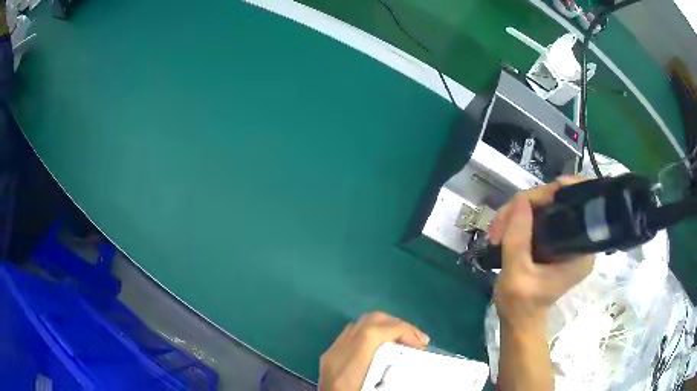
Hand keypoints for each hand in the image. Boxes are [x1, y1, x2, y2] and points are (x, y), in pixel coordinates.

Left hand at [318, 312, 429, 390]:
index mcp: (348, 368)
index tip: (422, 344)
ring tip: (405, 343)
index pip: (374, 332)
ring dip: (386, 328)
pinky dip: (373, 335)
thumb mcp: (380, 388)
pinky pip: (352, 334)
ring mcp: (331, 354)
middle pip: (368, 321)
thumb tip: (418, 366)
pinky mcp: (329, 357)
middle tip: (417, 342)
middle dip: (398, 325)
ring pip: (360, 324)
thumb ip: (397, 376)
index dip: (402, 330)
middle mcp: (336, 355)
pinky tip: (384, 349)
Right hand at [488, 177, 594, 327]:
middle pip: (557, 201)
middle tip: (499, 223)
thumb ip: (518, 237)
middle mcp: (580, 239)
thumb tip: (520, 200)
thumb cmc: (521, 304)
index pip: (577, 204)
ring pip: (545, 206)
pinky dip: (520, 219)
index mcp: (581, 249)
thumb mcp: (516, 273)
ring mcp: (568, 238)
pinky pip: (540, 216)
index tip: (531, 197)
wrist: (519, 319)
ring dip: (517, 213)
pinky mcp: (556, 239)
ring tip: (495, 232)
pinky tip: (503, 231)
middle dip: (526, 205)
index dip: (556, 191)